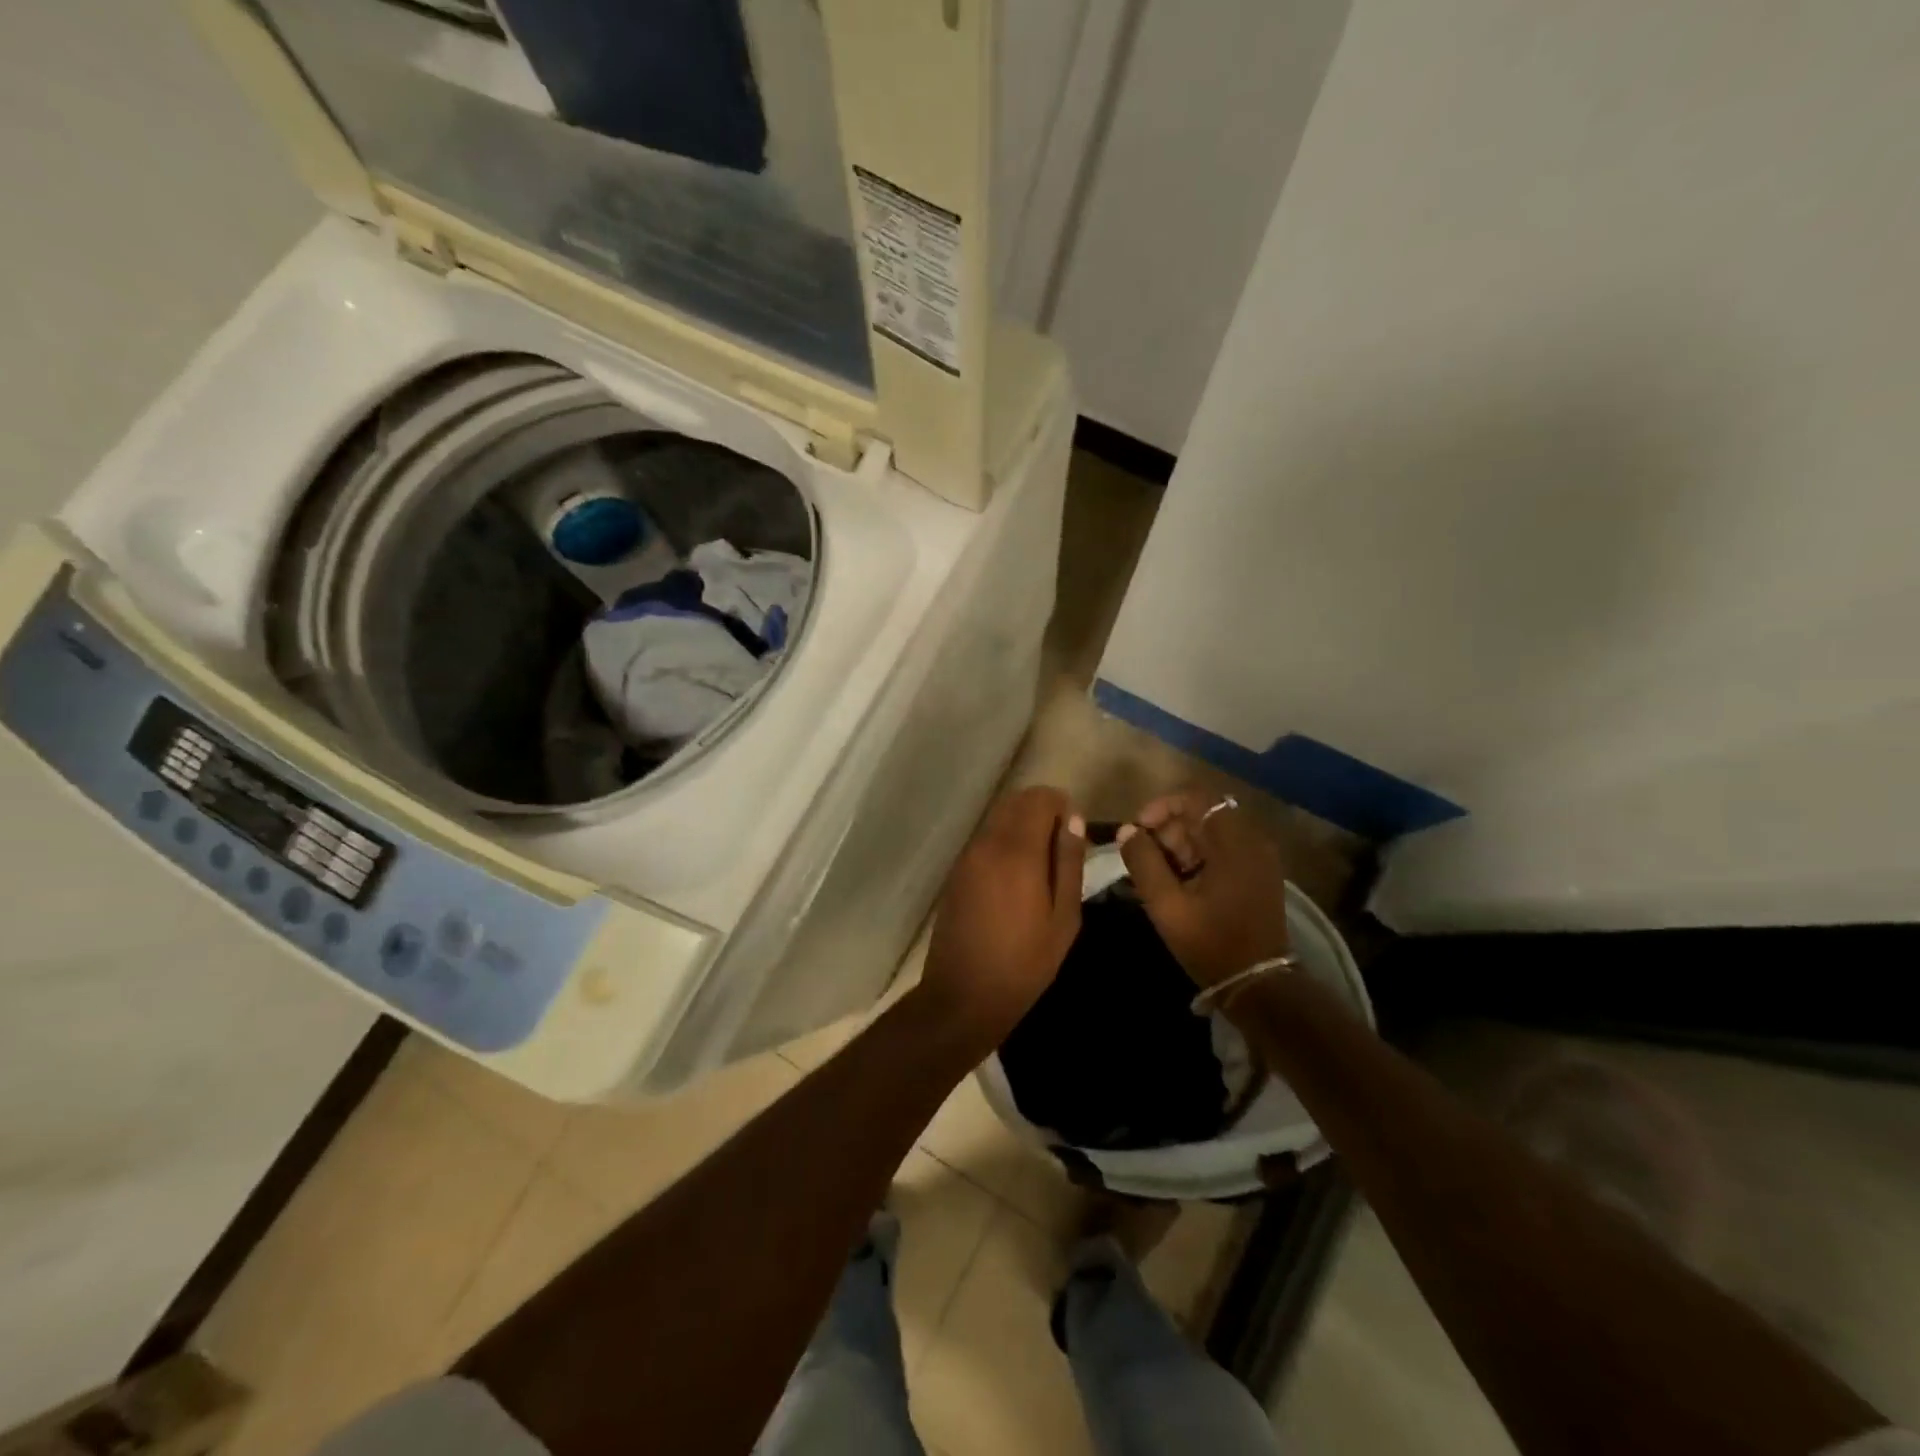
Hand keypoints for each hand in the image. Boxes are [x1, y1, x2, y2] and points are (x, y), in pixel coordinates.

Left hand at [918, 786, 1087, 1048]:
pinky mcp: (956, 872)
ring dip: (1021, 825)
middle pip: (1016, 802)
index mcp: (1017, 851)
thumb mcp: (1063, 918)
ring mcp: (967, 856)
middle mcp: (988, 843)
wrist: (963, 995)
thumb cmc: (1024, 963)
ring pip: (998, 818)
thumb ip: (1068, 863)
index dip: (1061, 806)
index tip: (1074, 833)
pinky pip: (984, 839)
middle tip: (1060, 847)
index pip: (1040, 799)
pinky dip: (1003, 841)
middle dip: (1041, 811)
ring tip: (1040, 865)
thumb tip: (1074, 820)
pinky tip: (1015, 878)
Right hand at [1118, 789, 1291, 988]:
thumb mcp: (1167, 905)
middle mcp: (1252, 841)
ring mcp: (1259, 858)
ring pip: (1210, 833)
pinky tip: (1179, 884)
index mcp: (1234, 843)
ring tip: (1158, 876)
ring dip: (1180, 845)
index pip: (1194, 798)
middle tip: (1145, 860)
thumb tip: (1127, 831)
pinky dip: (1197, 858)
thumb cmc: (1211, 944)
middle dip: (1167, 830)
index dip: (1160, 807)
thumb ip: (1143, 863)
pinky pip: (1222, 850)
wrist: (1259, 986)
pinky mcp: (1258, 874)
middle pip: (1202, 814)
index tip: (1138, 831)